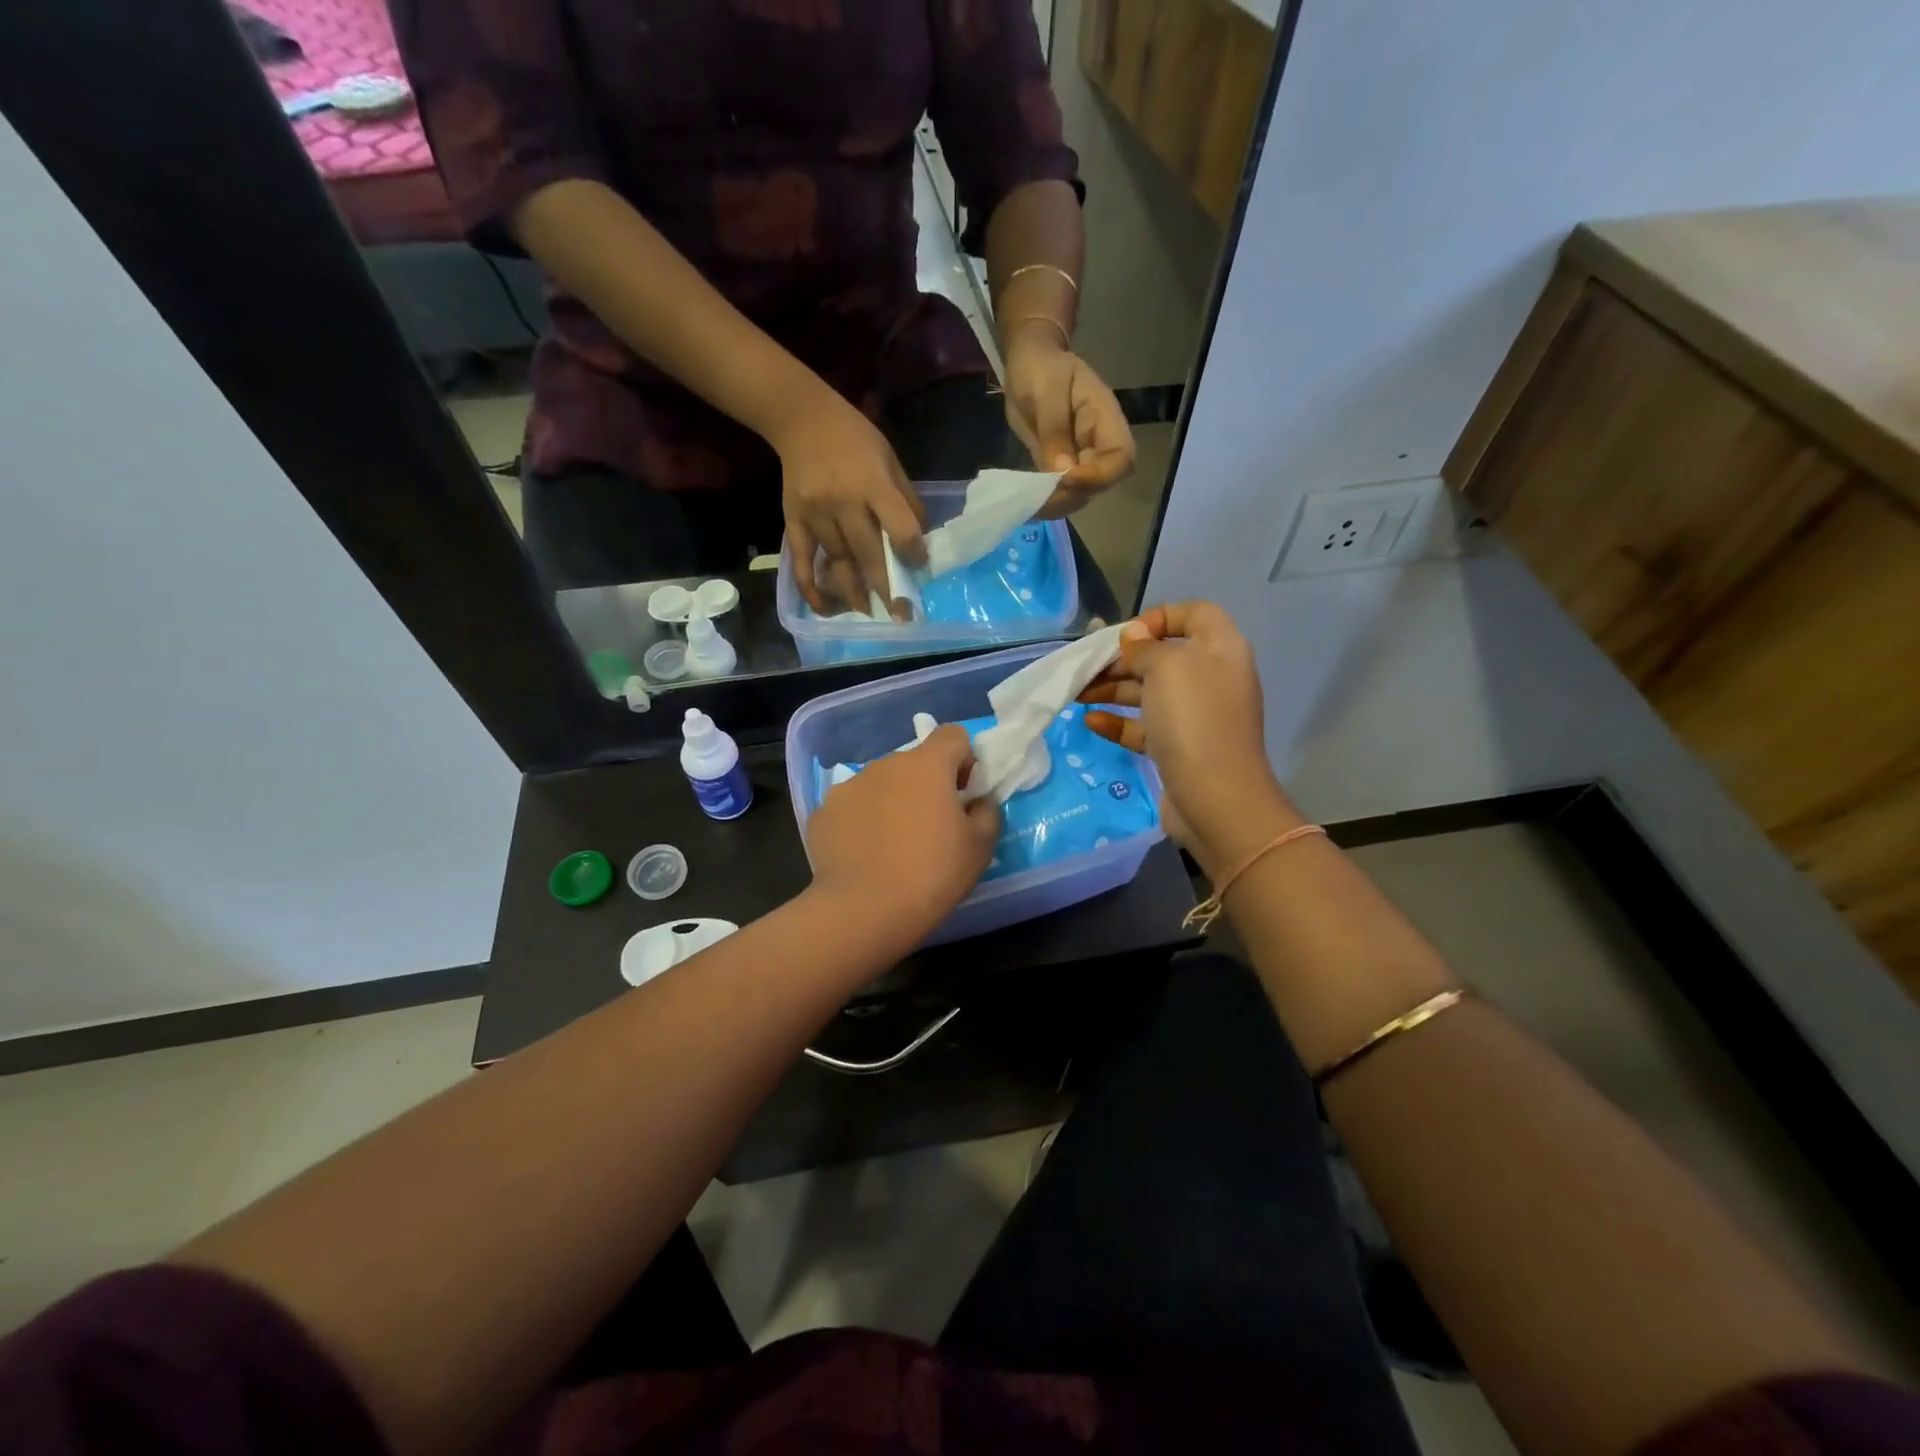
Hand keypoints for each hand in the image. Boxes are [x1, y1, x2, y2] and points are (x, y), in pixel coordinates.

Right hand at [774, 390, 926, 617]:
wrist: (801, 419)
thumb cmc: (854, 438)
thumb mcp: (890, 459)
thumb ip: (905, 499)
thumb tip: (919, 540)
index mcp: (873, 484)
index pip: (899, 528)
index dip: (913, 553)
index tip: (920, 568)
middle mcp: (843, 502)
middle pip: (868, 554)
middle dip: (887, 588)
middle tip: (902, 615)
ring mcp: (815, 514)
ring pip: (838, 562)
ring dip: (854, 592)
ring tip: (870, 613)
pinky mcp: (793, 521)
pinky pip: (802, 561)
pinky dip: (811, 587)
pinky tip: (823, 607)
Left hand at [805, 725, 1001, 941]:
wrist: (865, 910)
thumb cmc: (933, 874)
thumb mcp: (981, 847)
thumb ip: (986, 812)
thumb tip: (977, 801)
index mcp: (927, 765)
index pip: (953, 735)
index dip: (963, 759)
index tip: (964, 793)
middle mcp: (885, 765)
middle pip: (914, 762)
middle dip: (926, 785)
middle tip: (931, 827)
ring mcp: (849, 786)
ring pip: (881, 784)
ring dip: (892, 801)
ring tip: (893, 845)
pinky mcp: (823, 812)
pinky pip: (852, 808)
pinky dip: (861, 822)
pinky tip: (865, 855)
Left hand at [1002, 324, 1135, 517]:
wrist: (1029, 363)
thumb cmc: (1040, 367)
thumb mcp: (1045, 390)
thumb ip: (1054, 429)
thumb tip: (1062, 473)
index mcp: (1105, 419)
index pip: (1121, 458)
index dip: (1098, 476)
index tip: (1065, 479)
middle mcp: (1099, 443)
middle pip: (1103, 483)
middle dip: (1072, 495)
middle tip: (1039, 498)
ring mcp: (1082, 458)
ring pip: (1081, 494)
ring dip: (1058, 504)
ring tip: (1029, 503)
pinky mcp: (1062, 468)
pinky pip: (1061, 492)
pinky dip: (1047, 502)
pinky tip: (1026, 502)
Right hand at [1079, 602, 1301, 874]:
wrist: (1215, 797)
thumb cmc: (1193, 719)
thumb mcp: (1167, 667)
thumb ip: (1146, 646)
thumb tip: (1134, 636)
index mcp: (1219, 649)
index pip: (1193, 614)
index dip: (1159, 617)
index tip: (1126, 636)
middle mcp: (1210, 678)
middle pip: (1162, 656)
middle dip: (1122, 660)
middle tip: (1086, 669)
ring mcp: (1195, 716)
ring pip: (1148, 692)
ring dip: (1112, 689)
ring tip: (1076, 695)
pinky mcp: (1178, 748)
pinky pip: (1144, 727)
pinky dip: (1118, 722)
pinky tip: (1091, 722)